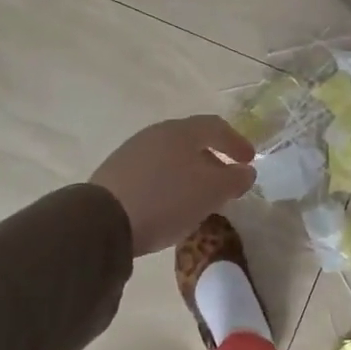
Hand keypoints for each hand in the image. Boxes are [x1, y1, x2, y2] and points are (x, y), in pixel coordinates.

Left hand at [91, 115, 255, 255]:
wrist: (101, 222)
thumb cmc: (167, 199)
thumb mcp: (212, 191)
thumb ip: (235, 179)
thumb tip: (246, 171)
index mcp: (182, 131)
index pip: (216, 126)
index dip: (237, 142)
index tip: (249, 161)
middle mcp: (156, 134)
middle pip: (192, 141)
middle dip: (213, 159)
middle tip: (226, 180)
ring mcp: (131, 153)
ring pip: (171, 157)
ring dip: (190, 173)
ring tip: (199, 196)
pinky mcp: (114, 174)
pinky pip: (152, 173)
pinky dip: (169, 183)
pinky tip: (170, 204)